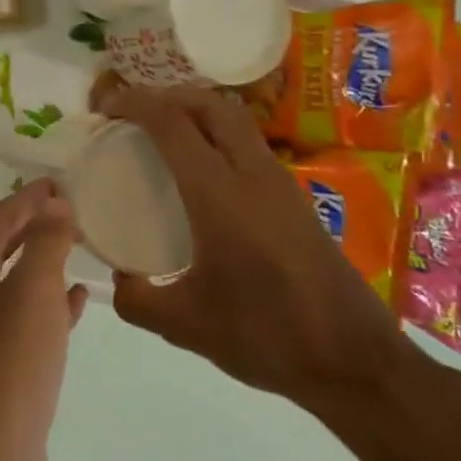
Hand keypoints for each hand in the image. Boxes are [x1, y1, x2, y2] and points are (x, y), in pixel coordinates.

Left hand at [0, 179, 87, 460]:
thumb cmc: (9, 364)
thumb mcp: (33, 292)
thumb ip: (45, 243)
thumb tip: (54, 205)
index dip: (29, 198)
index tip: (60, 181)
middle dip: (33, 226)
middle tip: (71, 209)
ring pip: (10, 282)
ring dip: (42, 263)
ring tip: (78, 246)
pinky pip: (20, 318)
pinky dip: (46, 303)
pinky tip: (78, 300)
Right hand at [104, 84, 406, 411]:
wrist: (356, 364)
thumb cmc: (266, 336)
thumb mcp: (185, 324)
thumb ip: (136, 298)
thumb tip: (117, 279)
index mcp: (219, 194)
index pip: (172, 123)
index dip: (134, 103)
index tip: (104, 108)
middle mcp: (253, 175)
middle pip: (210, 105)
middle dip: (167, 96)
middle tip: (133, 114)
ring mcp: (281, 185)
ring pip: (235, 121)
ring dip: (195, 113)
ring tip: (162, 136)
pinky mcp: (296, 202)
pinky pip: (249, 146)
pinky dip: (217, 138)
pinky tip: (201, 176)